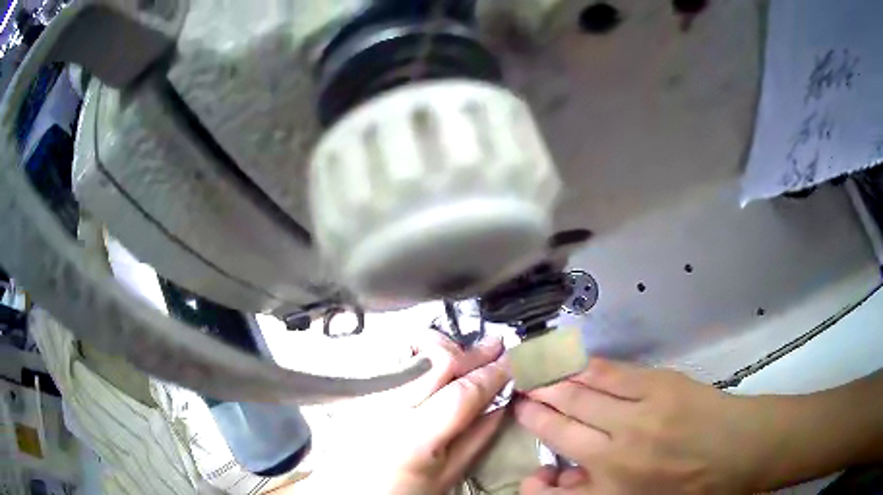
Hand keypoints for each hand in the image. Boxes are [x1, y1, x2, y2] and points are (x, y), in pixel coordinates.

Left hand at [325, 332, 510, 494]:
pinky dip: (421, 354)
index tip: (511, 361)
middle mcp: (386, 407)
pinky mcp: (357, 389)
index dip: (491, 374)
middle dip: (471, 352)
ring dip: (447, 349)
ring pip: (412, 353)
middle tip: (495, 344)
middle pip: (435, 362)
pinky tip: (435, 360)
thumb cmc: (401, 492)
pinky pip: (393, 359)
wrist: (348, 491)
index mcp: (413, 439)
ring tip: (468, 353)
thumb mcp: (446, 476)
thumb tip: (502, 404)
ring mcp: (367, 394)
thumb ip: (476, 439)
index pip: (461, 393)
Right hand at [515, 359, 770, 493]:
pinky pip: (613, 374)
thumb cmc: (690, 485)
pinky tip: (572, 361)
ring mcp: (638, 416)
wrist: (739, 450)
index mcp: (612, 489)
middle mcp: (616, 453)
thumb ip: (592, 493)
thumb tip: (556, 479)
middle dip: (536, 409)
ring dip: (553, 383)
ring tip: (535, 371)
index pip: (552, 480)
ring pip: (582, 396)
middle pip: (562, 427)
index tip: (521, 429)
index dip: (534, 457)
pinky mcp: (659, 386)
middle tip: (520, 392)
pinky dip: (587, 367)